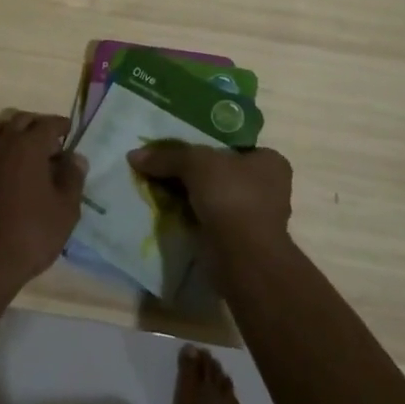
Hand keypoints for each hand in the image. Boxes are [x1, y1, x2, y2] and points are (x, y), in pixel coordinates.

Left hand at [0, 112, 86, 294]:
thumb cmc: (33, 233)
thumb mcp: (66, 209)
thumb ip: (73, 178)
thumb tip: (75, 157)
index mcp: (28, 147)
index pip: (47, 124)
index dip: (61, 125)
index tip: (70, 130)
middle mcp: (3, 145)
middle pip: (20, 120)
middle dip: (38, 124)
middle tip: (52, 142)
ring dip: (12, 129)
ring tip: (25, 147)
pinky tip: (8, 168)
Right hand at [127, 141, 293, 259]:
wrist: (244, 258)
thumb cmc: (231, 196)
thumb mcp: (195, 163)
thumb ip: (167, 156)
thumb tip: (134, 155)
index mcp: (270, 162)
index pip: (235, 146)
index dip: (207, 145)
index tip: (182, 149)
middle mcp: (269, 188)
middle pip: (222, 172)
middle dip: (195, 174)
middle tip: (165, 169)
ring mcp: (256, 218)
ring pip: (215, 199)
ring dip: (192, 198)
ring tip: (160, 191)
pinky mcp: (241, 242)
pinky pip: (211, 222)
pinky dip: (193, 219)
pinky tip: (170, 214)